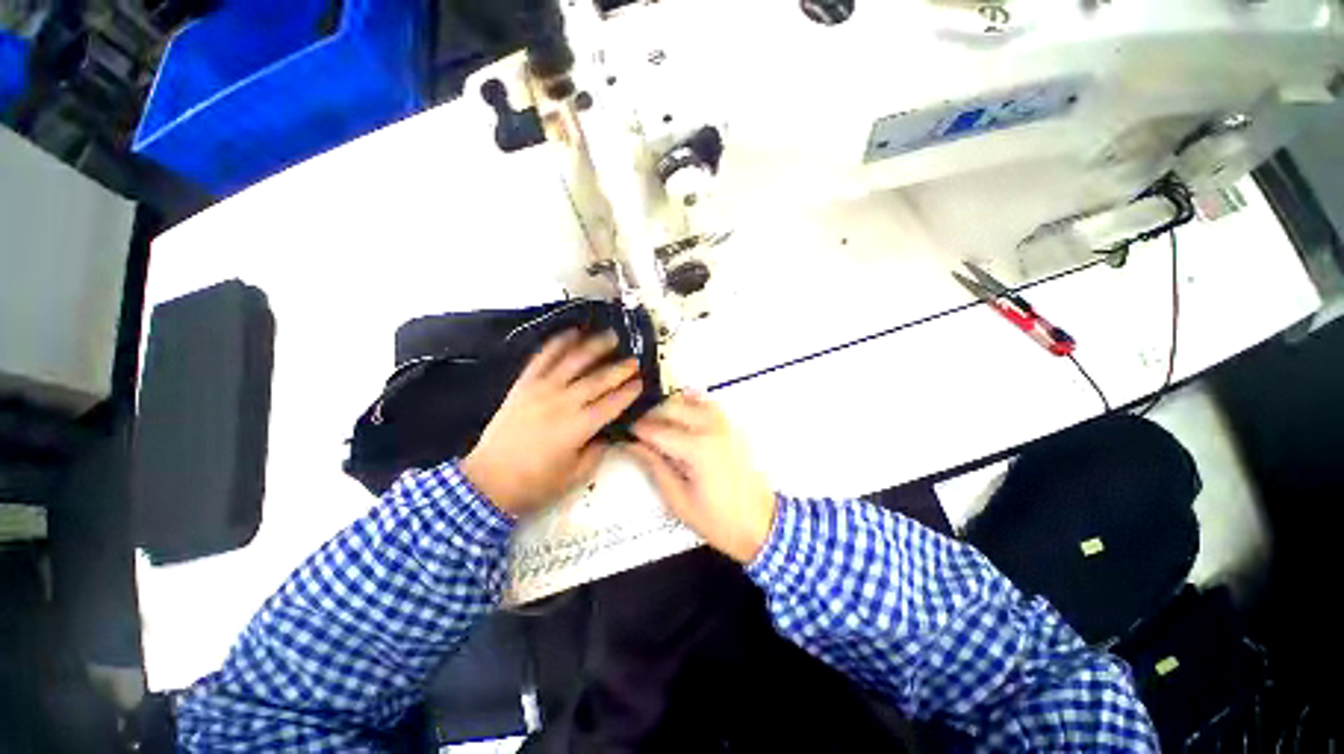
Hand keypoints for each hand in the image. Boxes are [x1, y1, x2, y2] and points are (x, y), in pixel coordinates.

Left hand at [461, 330, 642, 516]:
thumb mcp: (573, 478)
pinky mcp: (522, 384)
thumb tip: (608, 435)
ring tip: (610, 336)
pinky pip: (543, 358)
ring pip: (572, 361)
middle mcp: (563, 402)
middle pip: (597, 379)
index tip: (641, 383)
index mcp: (578, 428)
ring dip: (594, 347)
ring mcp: (541, 389)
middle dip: (619, 368)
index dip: (628, 392)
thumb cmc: (534, 485)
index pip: (611, 404)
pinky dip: (558, 343)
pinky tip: (571, 333)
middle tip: (634, 359)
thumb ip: (594, 454)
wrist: (490, 479)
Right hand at [627, 392, 777, 563]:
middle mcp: (712, 430)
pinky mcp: (735, 431)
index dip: (634, 430)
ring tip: (655, 423)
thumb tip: (632, 446)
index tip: (619, 433)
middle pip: (672, 408)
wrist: (762, 527)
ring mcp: (727, 427)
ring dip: (671, 407)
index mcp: (696, 449)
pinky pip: (711, 406)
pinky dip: (694, 404)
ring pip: (692, 400)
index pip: (655, 430)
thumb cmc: (718, 522)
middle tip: (634, 430)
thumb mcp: (679, 501)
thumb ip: (655, 468)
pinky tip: (681, 412)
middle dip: (650, 415)